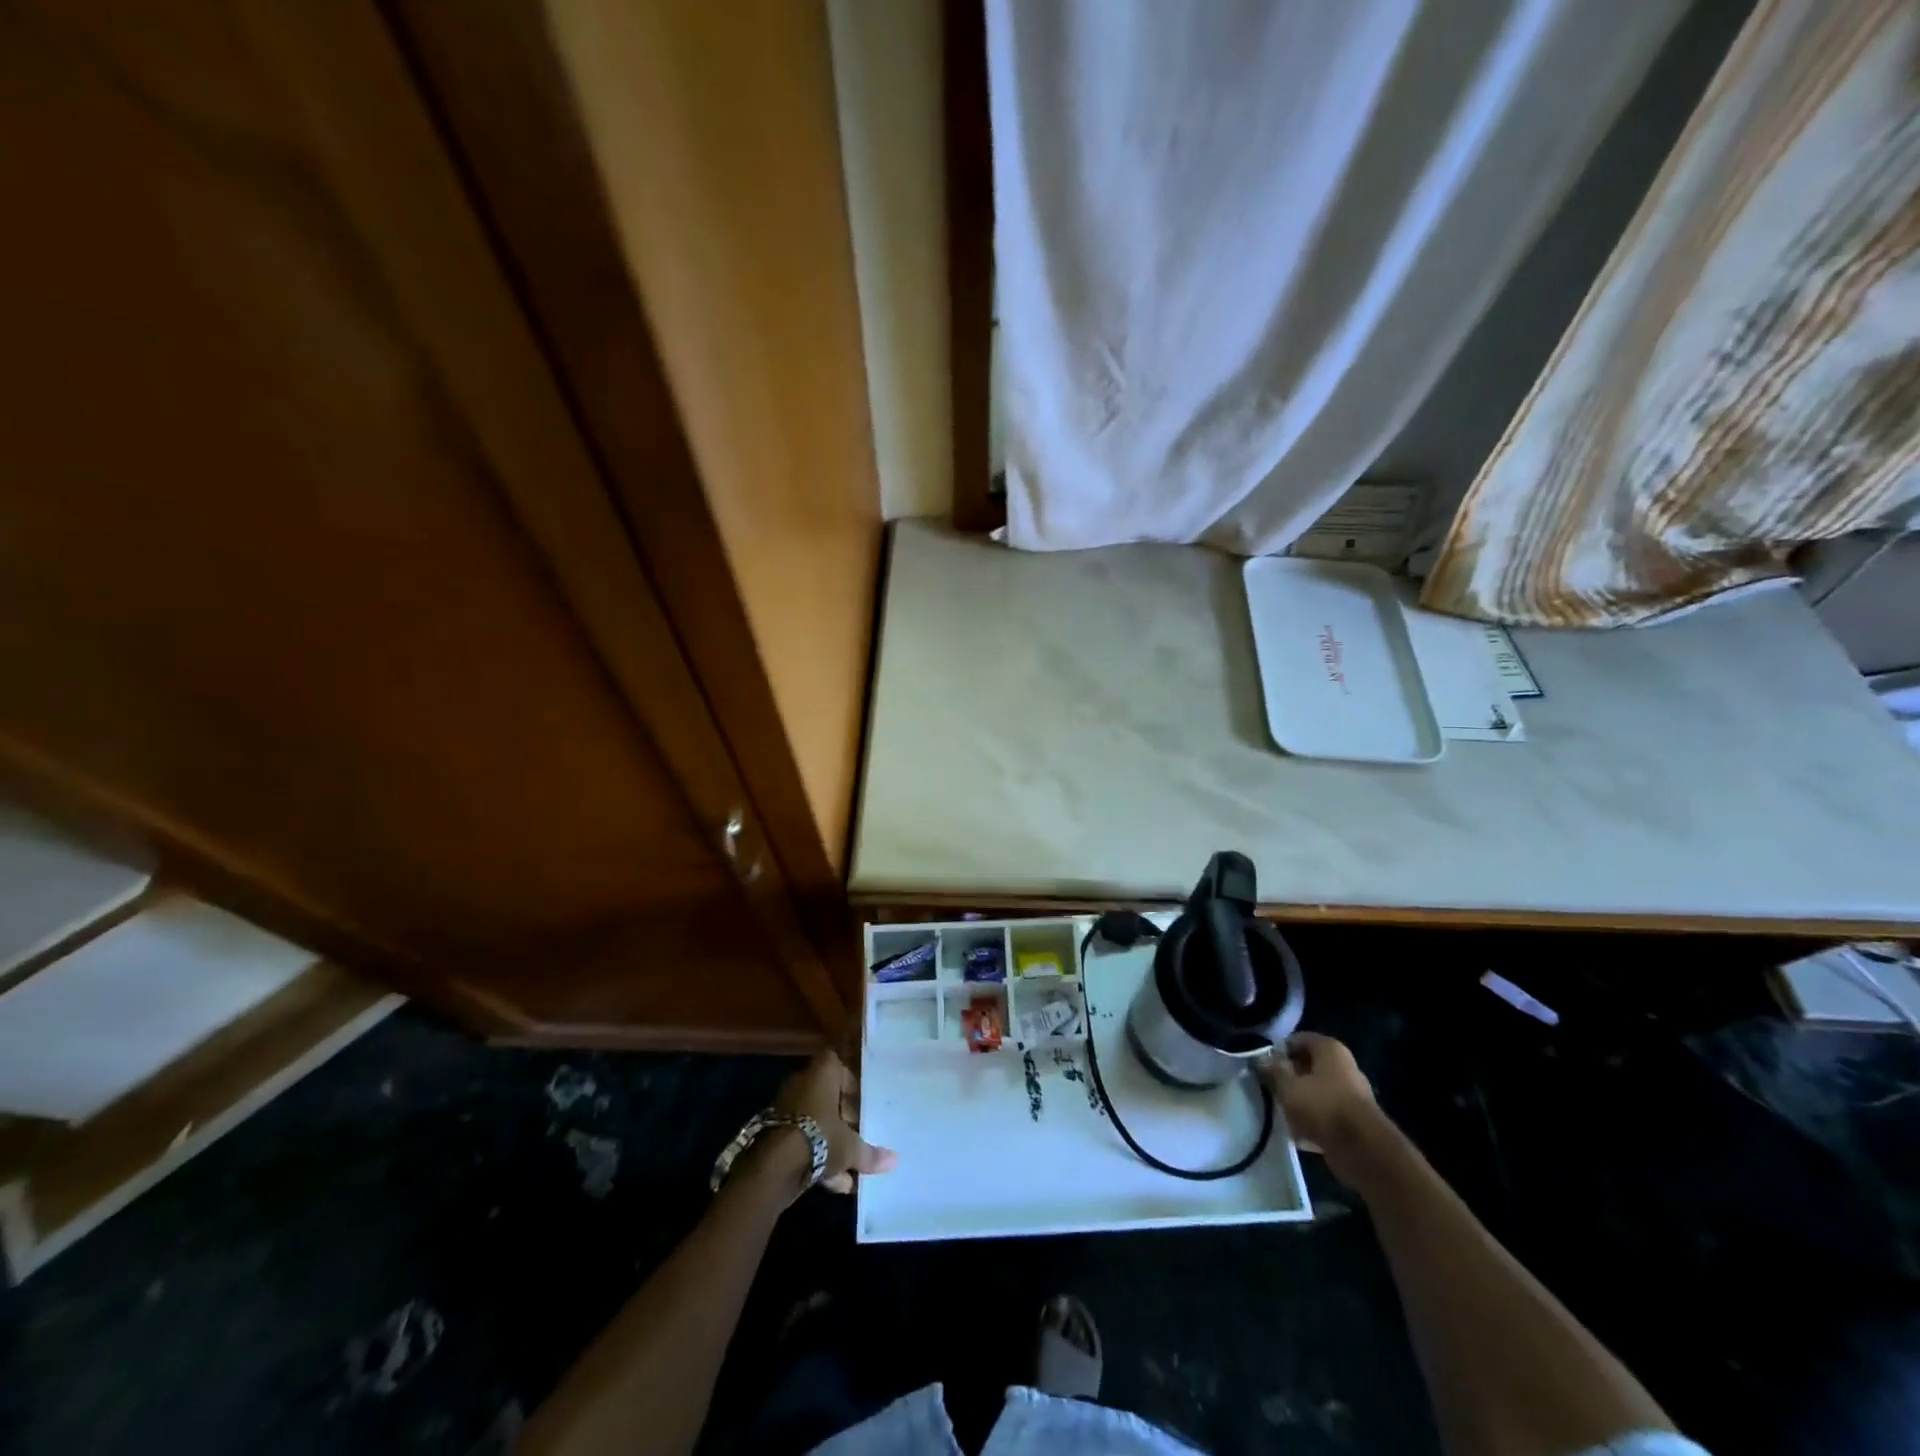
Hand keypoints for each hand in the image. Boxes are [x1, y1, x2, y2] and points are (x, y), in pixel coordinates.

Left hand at [773, 1050, 896, 1194]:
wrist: (774, 1164)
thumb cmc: (820, 1137)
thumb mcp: (851, 1147)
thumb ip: (870, 1154)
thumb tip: (895, 1161)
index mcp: (823, 1073)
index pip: (840, 1067)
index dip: (853, 1085)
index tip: (863, 1106)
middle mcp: (803, 1083)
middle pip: (828, 1096)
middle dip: (843, 1118)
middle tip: (859, 1136)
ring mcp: (786, 1107)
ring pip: (815, 1120)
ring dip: (831, 1141)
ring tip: (851, 1168)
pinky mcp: (775, 1132)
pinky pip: (802, 1138)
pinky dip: (816, 1156)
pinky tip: (835, 1183)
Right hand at [1260, 1033, 1383, 1178]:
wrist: (1364, 1151)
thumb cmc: (1323, 1107)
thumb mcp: (1288, 1087)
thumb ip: (1273, 1071)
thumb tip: (1261, 1060)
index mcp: (1330, 1049)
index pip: (1298, 1039)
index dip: (1279, 1050)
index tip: (1265, 1066)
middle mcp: (1344, 1066)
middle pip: (1308, 1065)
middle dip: (1289, 1076)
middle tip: (1270, 1088)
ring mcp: (1352, 1094)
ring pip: (1316, 1090)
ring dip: (1299, 1099)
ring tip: (1281, 1111)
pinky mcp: (1355, 1119)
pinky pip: (1326, 1113)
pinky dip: (1313, 1119)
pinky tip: (1297, 1132)